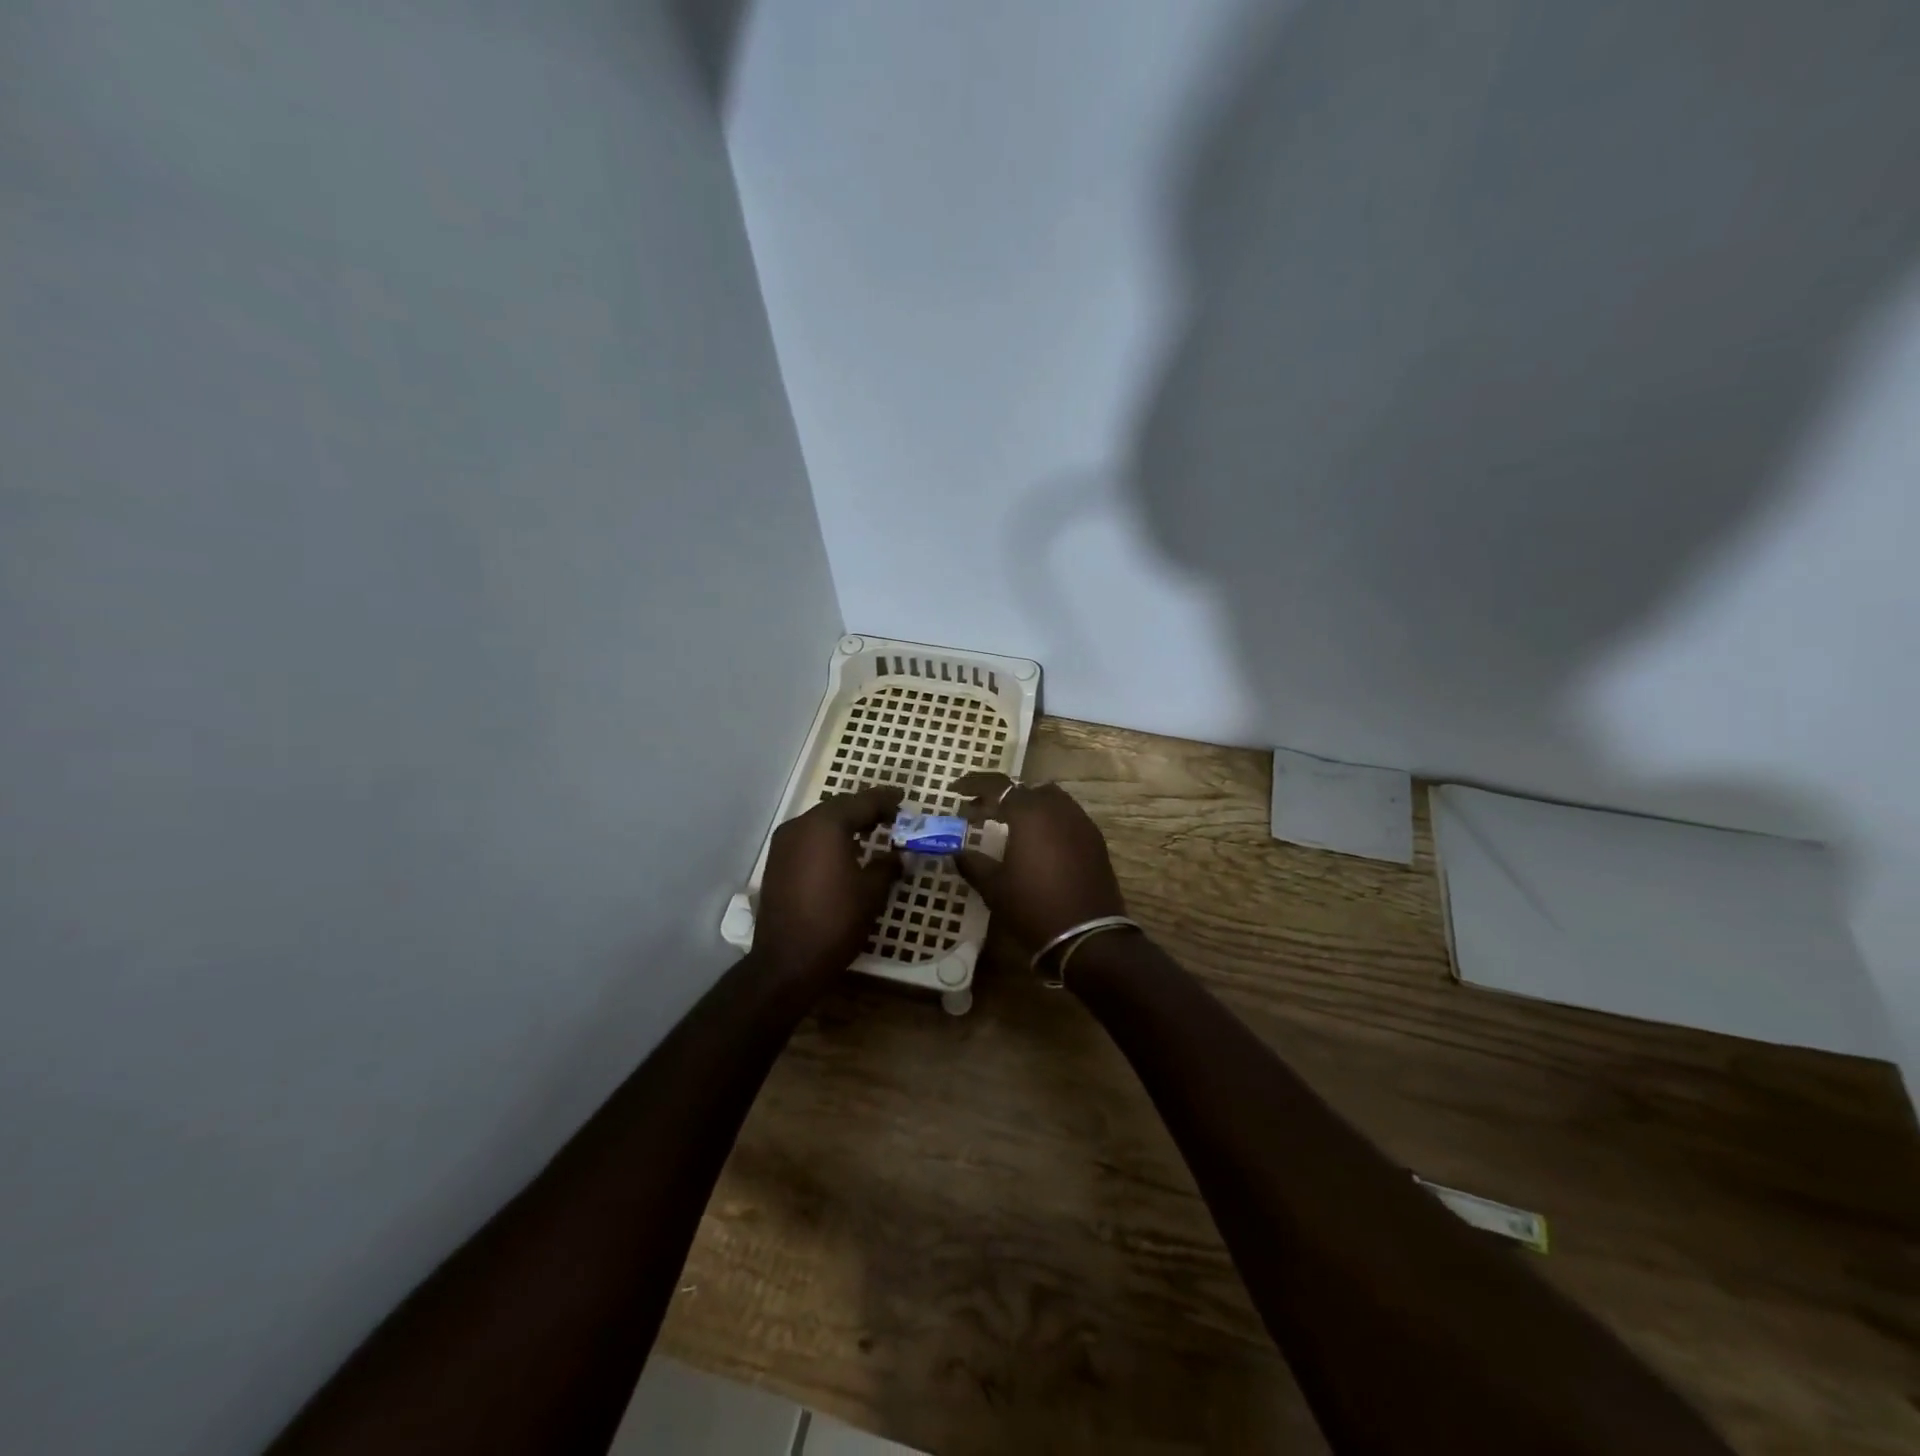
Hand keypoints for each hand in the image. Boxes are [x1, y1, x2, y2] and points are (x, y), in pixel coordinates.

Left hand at [755, 786, 903, 984]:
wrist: (787, 962)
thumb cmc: (836, 921)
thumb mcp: (872, 892)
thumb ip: (888, 866)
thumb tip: (898, 856)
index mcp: (825, 825)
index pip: (861, 802)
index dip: (885, 800)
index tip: (903, 799)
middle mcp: (800, 826)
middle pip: (838, 808)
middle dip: (865, 809)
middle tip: (891, 816)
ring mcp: (783, 844)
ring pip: (821, 822)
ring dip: (846, 823)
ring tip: (872, 831)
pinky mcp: (777, 862)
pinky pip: (808, 838)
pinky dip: (829, 838)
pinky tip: (845, 850)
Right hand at [950, 772, 1126, 948]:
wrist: (1087, 936)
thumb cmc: (1033, 907)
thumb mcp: (994, 887)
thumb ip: (973, 863)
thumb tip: (956, 851)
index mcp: (1030, 813)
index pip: (997, 785)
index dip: (973, 784)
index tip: (955, 791)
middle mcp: (1058, 808)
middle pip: (1025, 789)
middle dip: (1000, 796)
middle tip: (978, 812)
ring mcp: (1081, 822)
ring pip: (1049, 799)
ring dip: (1026, 806)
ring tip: (1006, 826)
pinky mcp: (1094, 840)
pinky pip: (1066, 816)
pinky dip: (1046, 819)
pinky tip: (1035, 843)